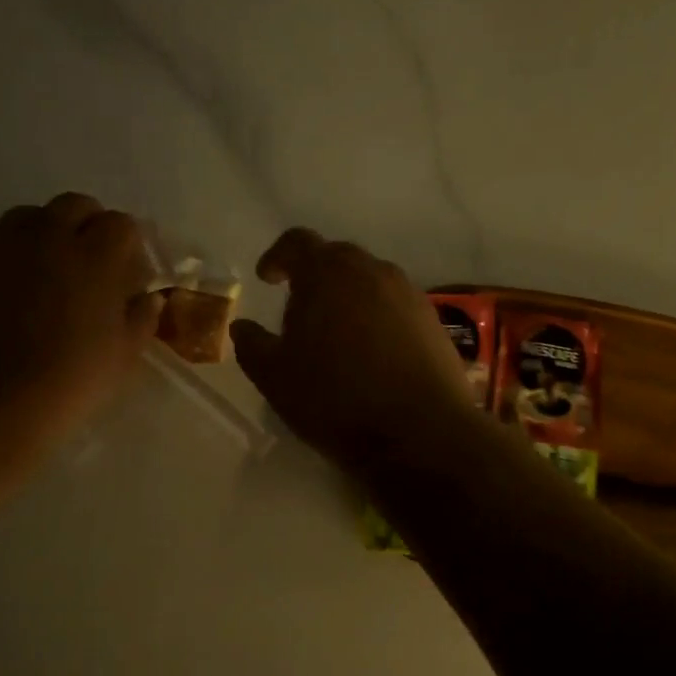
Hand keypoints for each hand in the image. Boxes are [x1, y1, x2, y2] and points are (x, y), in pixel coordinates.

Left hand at [0, 194, 160, 457]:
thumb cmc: (69, 380)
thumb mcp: (123, 356)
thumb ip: (141, 318)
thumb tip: (147, 298)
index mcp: (97, 255)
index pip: (122, 224)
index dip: (128, 245)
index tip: (128, 271)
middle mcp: (50, 235)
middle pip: (76, 205)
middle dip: (88, 225)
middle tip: (88, 263)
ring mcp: (3, 243)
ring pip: (30, 216)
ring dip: (45, 233)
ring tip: (44, 270)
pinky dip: (6, 255)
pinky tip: (5, 289)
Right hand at [230, 229, 477, 469]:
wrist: (420, 433)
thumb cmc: (335, 399)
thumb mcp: (275, 378)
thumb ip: (252, 345)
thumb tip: (242, 327)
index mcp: (327, 273)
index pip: (297, 242)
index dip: (277, 256)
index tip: (268, 279)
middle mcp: (371, 271)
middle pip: (336, 256)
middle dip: (314, 275)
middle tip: (300, 309)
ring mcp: (408, 293)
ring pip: (369, 280)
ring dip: (348, 295)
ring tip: (336, 332)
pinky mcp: (433, 320)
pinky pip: (395, 304)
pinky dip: (377, 315)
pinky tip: (372, 351)